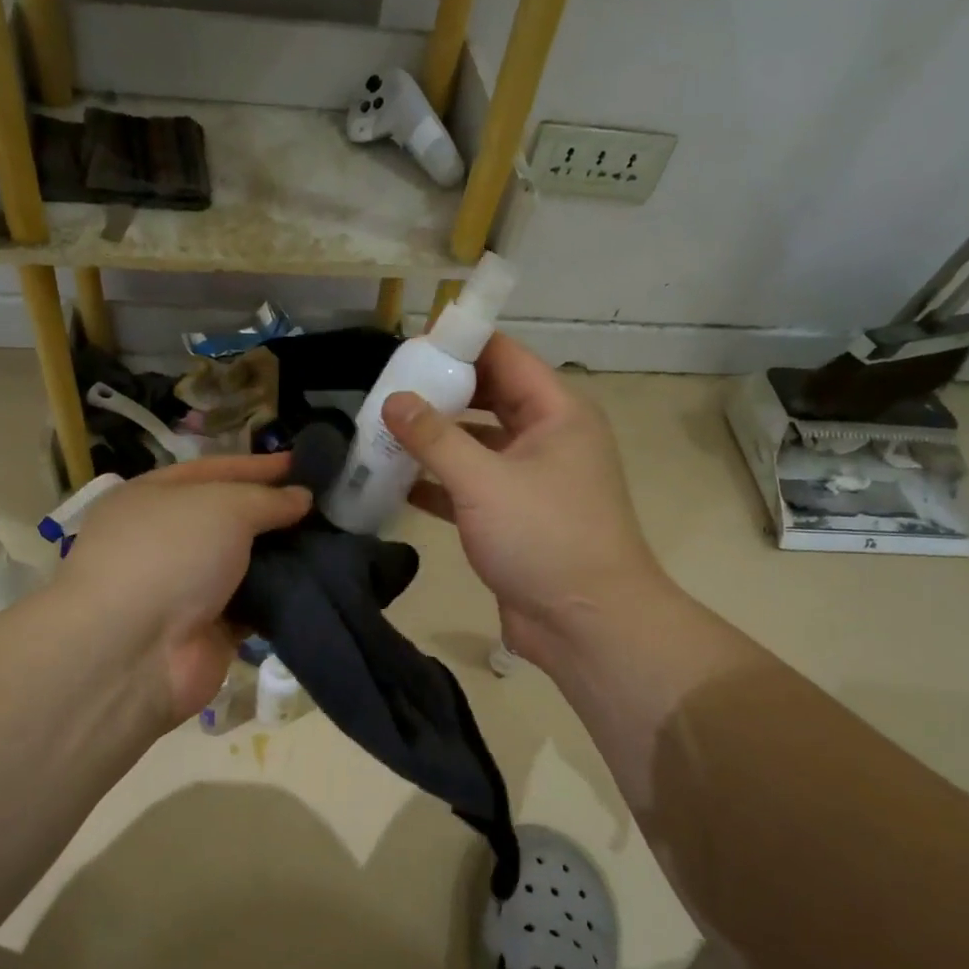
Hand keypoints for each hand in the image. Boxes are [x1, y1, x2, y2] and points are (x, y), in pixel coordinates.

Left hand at [59, 455, 309, 724]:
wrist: (134, 652)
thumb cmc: (170, 555)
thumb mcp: (222, 507)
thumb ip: (266, 499)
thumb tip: (301, 498)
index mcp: (153, 497)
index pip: (214, 471)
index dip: (259, 466)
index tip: (306, 464)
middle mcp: (165, 539)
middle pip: (230, 518)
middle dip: (275, 513)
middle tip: (327, 507)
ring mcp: (185, 588)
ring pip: (244, 564)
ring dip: (283, 557)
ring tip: (334, 543)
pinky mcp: (208, 630)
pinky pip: (252, 607)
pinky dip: (279, 598)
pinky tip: (318, 584)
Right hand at [382, 333, 661, 669]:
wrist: (586, 624)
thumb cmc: (544, 538)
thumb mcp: (484, 481)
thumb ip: (435, 438)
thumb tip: (393, 400)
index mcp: (557, 413)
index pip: (505, 357)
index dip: (459, 345)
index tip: (408, 346)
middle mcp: (547, 438)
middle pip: (489, 398)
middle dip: (441, 393)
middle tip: (387, 389)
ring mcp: (531, 480)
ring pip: (477, 445)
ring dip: (435, 440)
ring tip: (382, 431)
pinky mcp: (513, 518)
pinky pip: (471, 487)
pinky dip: (438, 483)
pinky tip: (396, 483)